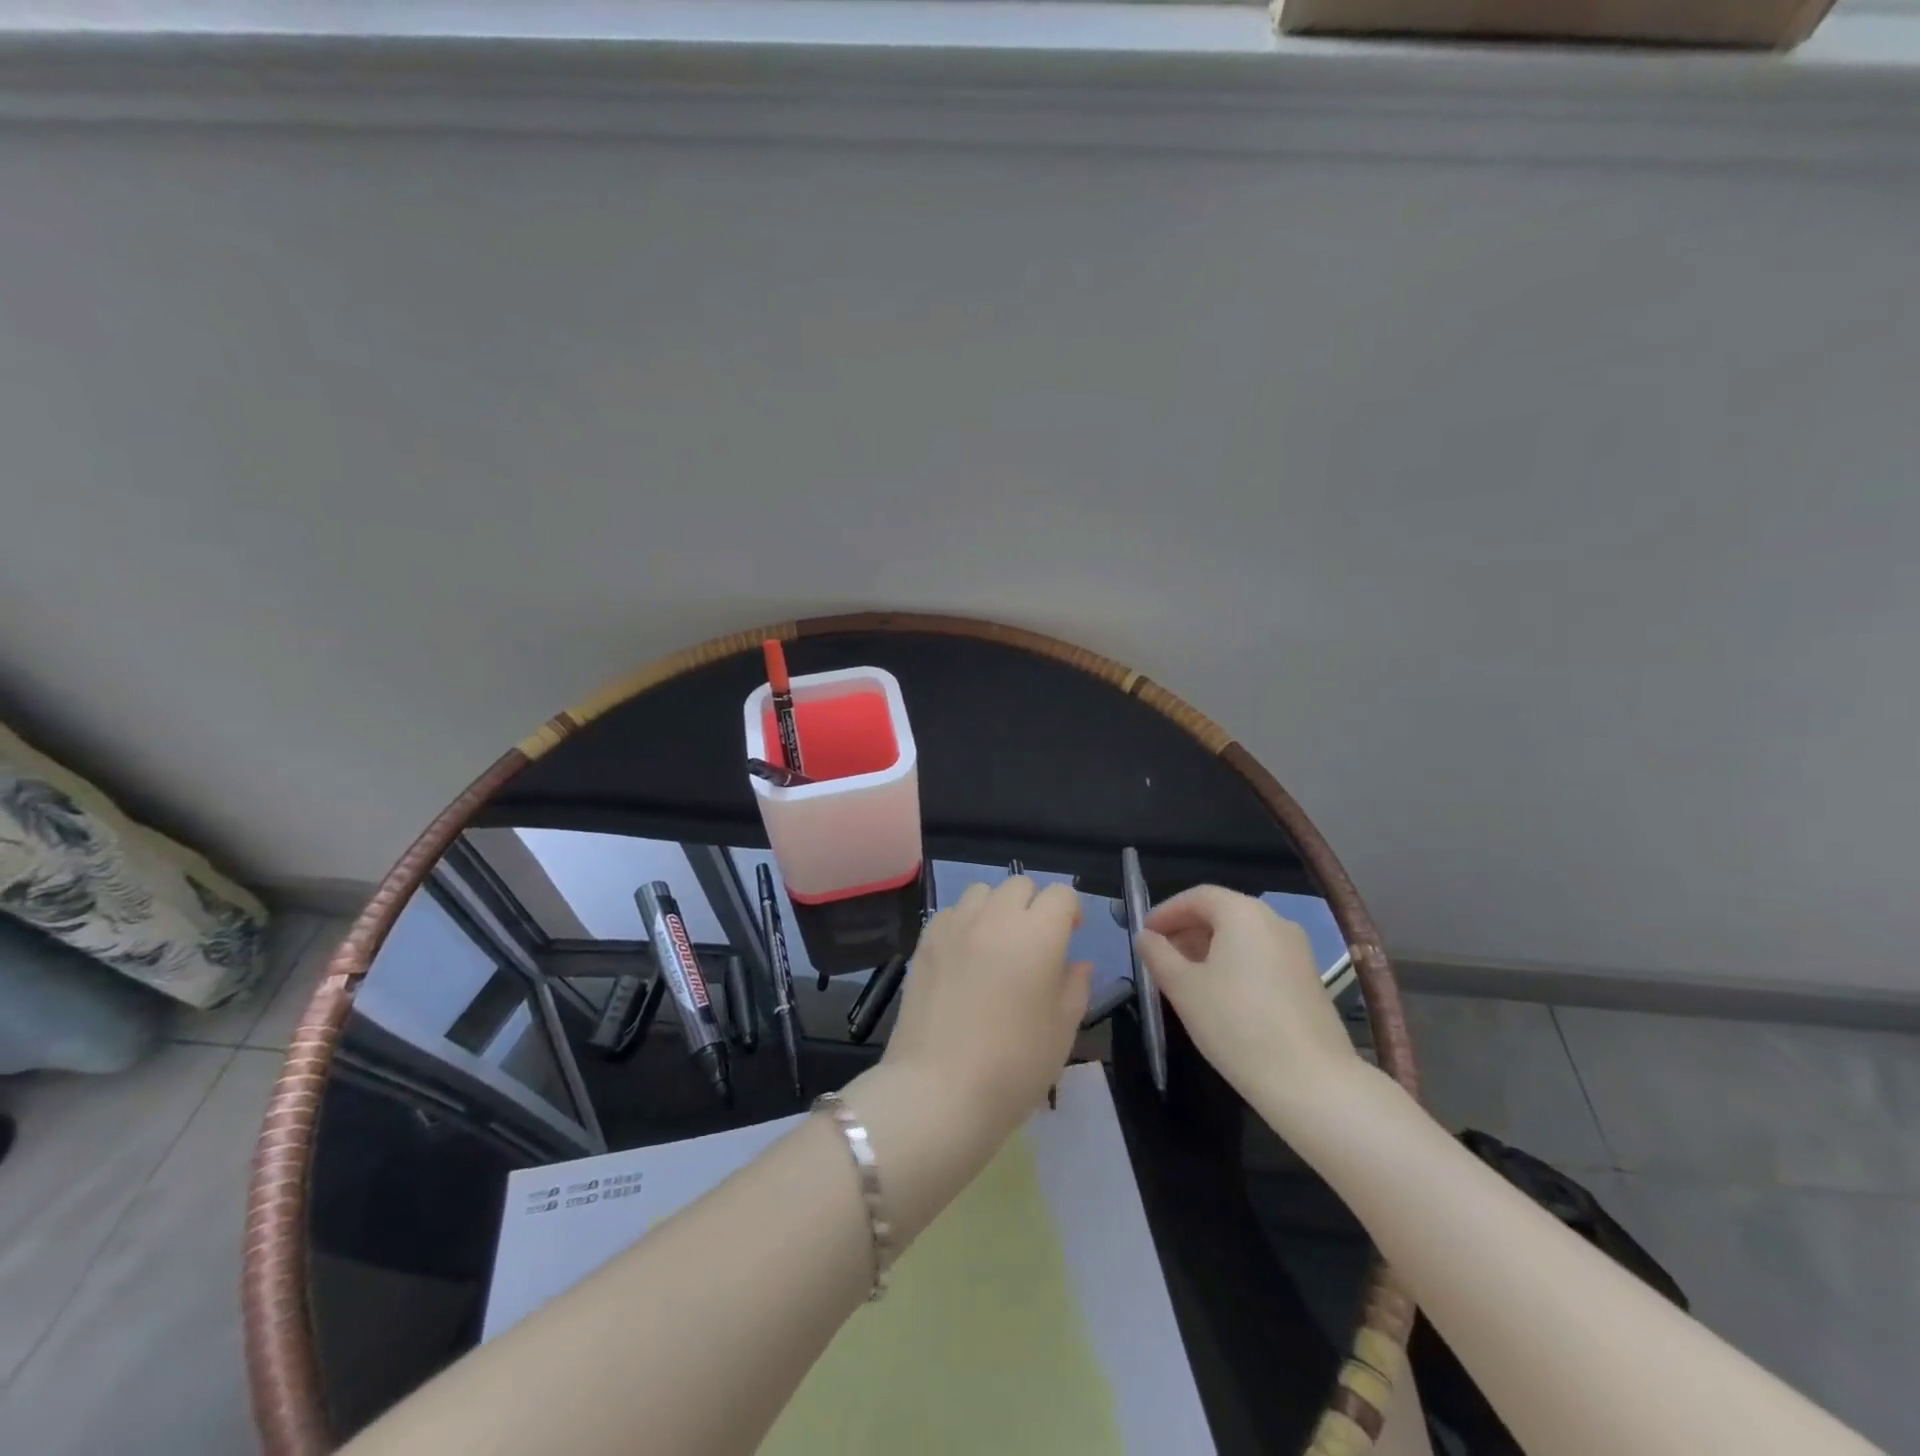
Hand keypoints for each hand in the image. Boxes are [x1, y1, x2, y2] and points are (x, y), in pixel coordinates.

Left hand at [880, 876, 1091, 1141]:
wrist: (938, 1091)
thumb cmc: (1013, 1067)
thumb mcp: (1062, 1031)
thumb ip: (1075, 987)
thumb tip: (1077, 963)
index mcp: (1037, 935)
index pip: (1060, 895)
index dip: (1070, 911)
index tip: (1071, 936)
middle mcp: (996, 918)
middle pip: (1020, 884)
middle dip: (1034, 905)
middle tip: (1035, 943)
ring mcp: (955, 926)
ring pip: (983, 892)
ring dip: (997, 908)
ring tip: (997, 945)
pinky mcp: (925, 941)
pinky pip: (952, 912)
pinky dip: (965, 923)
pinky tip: (965, 957)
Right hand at [1138, 886, 1361, 1125]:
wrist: (1311, 1082)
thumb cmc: (1236, 1024)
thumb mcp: (1183, 988)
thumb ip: (1158, 955)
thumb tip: (1146, 937)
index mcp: (1243, 913)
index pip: (1197, 897)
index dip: (1166, 912)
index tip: (1145, 935)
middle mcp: (1274, 921)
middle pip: (1222, 912)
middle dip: (1187, 930)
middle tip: (1160, 957)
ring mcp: (1297, 950)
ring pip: (1243, 936)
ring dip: (1209, 948)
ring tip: (1185, 978)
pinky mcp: (1308, 979)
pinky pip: (1262, 956)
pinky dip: (1235, 963)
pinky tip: (1220, 995)